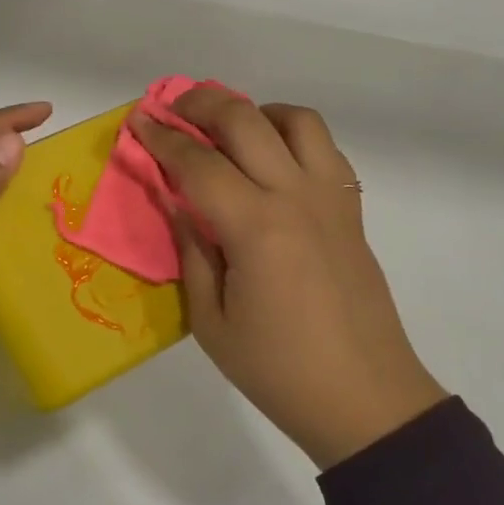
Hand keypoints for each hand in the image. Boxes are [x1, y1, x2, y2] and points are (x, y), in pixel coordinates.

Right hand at [129, 87, 445, 468]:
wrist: (365, 400)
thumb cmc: (278, 370)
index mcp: (255, 227)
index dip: (161, 138)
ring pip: (297, 120)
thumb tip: (178, 204)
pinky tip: (272, 161)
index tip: (138, 120)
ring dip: (256, 112)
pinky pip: (325, 149)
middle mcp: (296, 197)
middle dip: (202, 104)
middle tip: (174, 110)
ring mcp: (331, 199)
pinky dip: (293, 136)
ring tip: (229, 131)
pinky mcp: (352, 210)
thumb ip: (191, 252)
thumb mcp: (211, 322)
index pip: (197, 162)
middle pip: (245, 120)